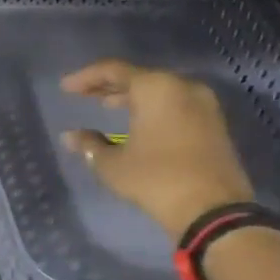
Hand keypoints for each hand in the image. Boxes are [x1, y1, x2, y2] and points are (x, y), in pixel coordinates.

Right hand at [61, 60, 253, 238]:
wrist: (212, 208)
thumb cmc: (154, 178)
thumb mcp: (112, 164)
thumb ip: (89, 144)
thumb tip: (70, 137)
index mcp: (155, 88)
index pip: (113, 70)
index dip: (86, 78)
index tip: (65, 88)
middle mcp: (183, 87)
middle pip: (139, 77)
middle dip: (109, 86)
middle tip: (84, 95)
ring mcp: (203, 105)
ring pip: (159, 91)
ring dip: (131, 97)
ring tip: (107, 106)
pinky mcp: (214, 124)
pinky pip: (175, 105)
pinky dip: (152, 108)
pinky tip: (137, 123)